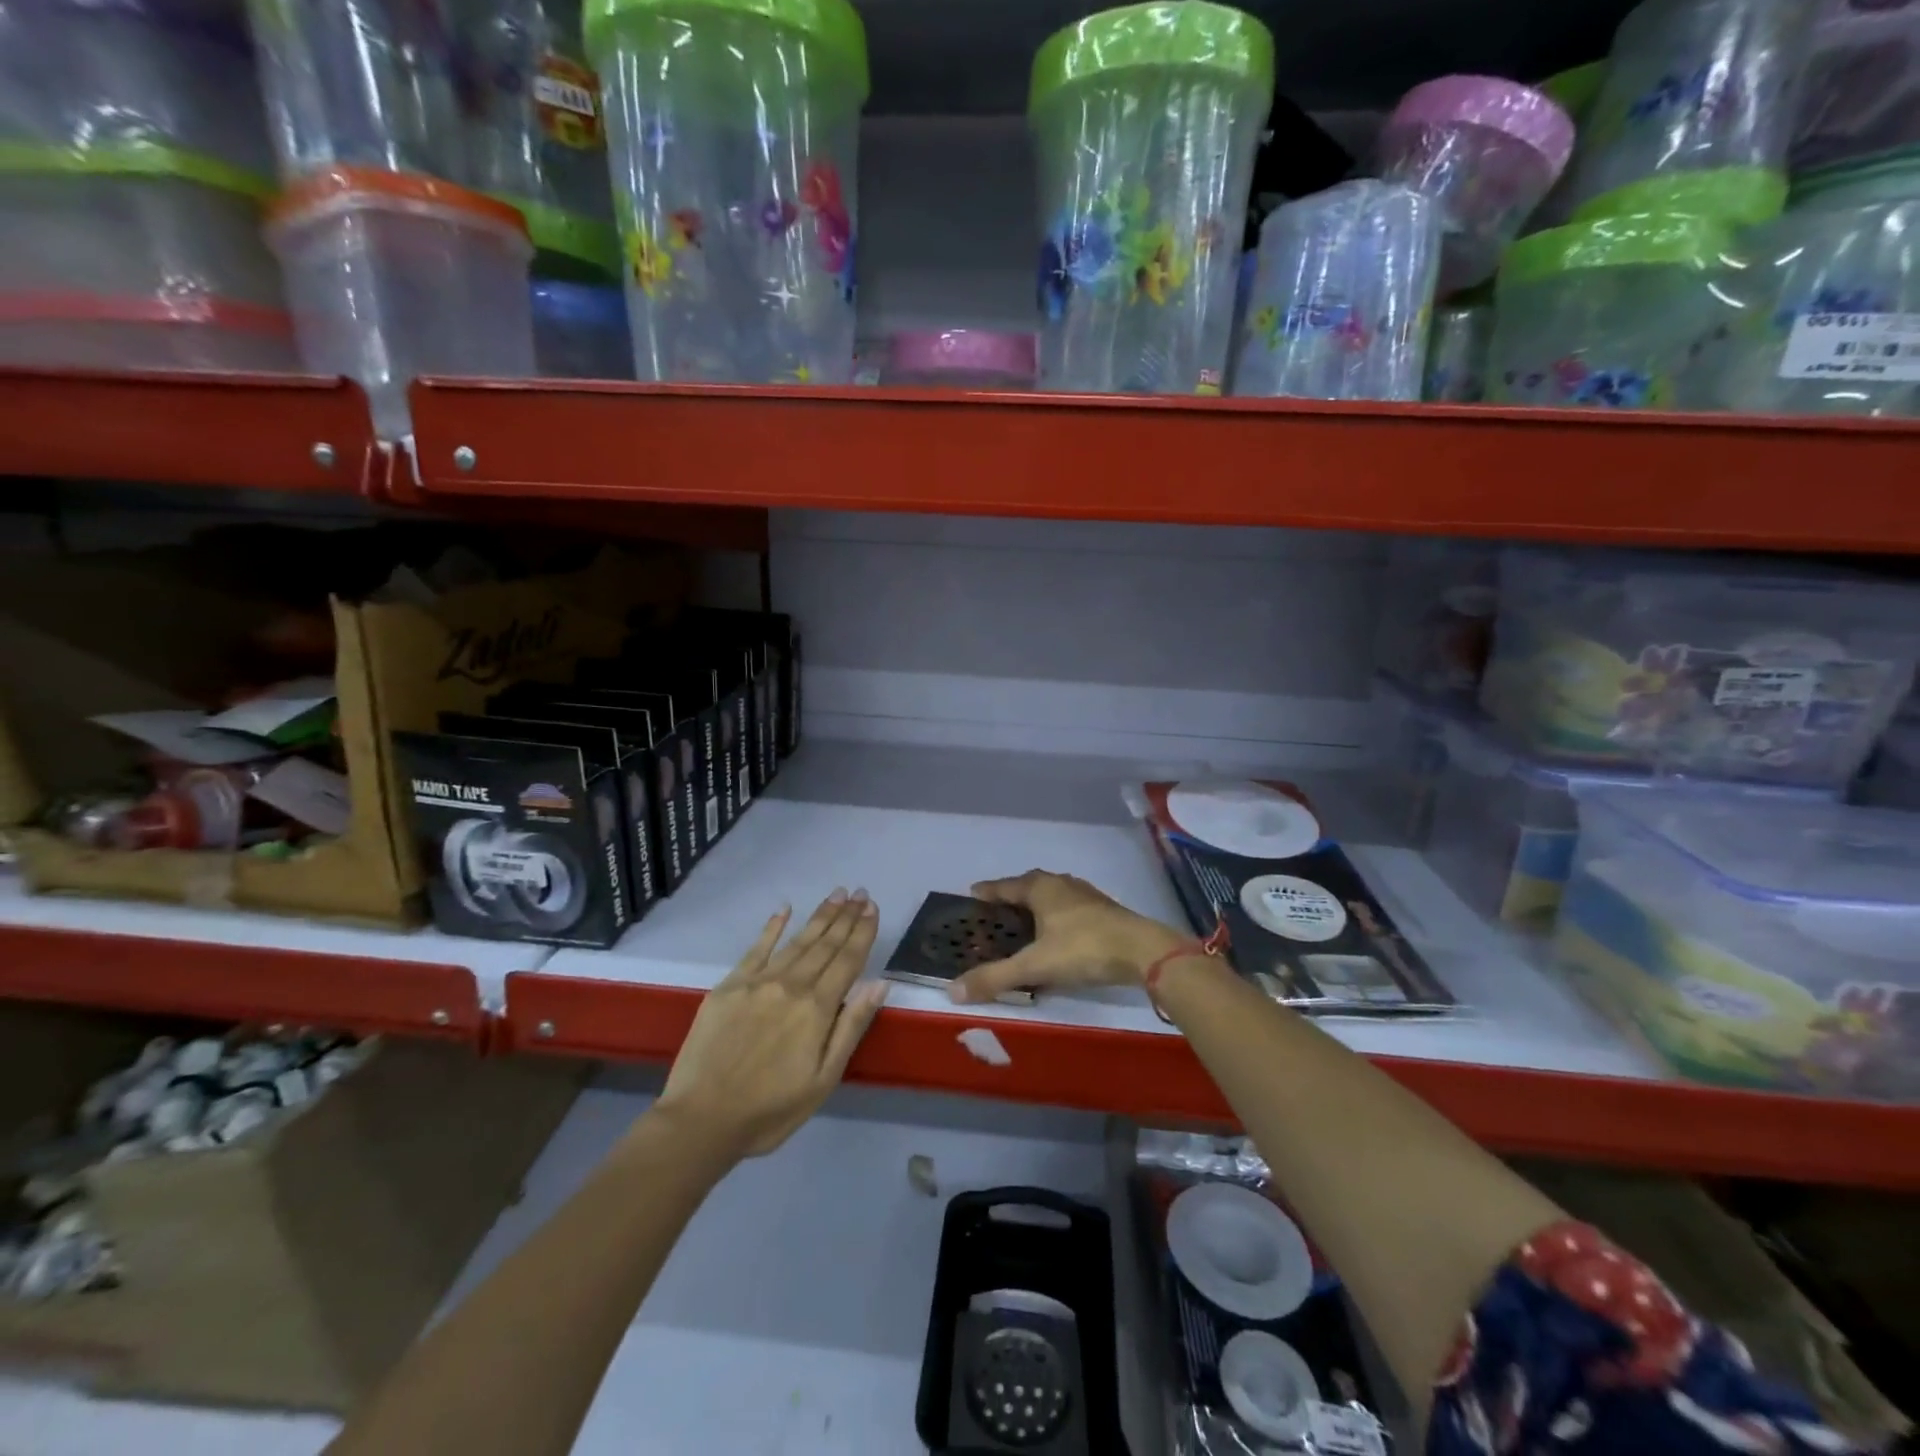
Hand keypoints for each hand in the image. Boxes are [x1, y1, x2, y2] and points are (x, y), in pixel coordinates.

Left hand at [655, 889, 887, 1157]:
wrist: (701, 1120)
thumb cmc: (771, 1109)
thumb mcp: (824, 1079)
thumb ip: (851, 1027)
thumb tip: (879, 984)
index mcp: (817, 1008)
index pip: (847, 960)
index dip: (862, 932)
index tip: (872, 907)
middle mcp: (790, 985)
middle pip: (824, 944)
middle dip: (845, 917)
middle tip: (859, 892)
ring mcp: (757, 982)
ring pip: (796, 941)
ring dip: (819, 916)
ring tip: (836, 895)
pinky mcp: (729, 986)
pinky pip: (756, 948)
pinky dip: (772, 927)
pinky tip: (784, 909)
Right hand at [949, 870, 1187, 1004]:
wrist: (1143, 951)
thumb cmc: (1083, 949)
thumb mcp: (1035, 966)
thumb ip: (995, 978)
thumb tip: (952, 991)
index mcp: (1040, 888)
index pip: (1004, 886)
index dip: (987, 891)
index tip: (972, 894)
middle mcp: (1061, 884)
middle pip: (1028, 886)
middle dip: (1011, 898)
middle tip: (994, 913)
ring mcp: (1085, 895)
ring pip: (1051, 896)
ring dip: (1035, 906)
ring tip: (1023, 924)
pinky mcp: (1103, 910)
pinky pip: (1068, 908)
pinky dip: (1055, 917)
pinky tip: (1056, 935)